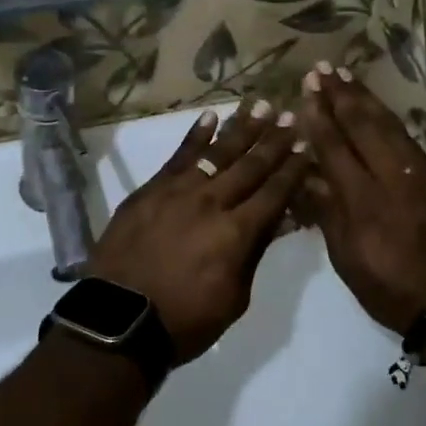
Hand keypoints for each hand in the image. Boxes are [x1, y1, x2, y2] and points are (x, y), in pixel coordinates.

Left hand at [89, 102, 308, 364]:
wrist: (119, 318)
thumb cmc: (184, 320)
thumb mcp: (234, 298)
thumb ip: (253, 253)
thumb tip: (276, 220)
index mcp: (236, 233)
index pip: (273, 192)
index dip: (293, 168)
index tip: (307, 144)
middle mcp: (211, 202)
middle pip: (249, 166)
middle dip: (273, 140)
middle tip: (289, 114)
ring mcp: (178, 191)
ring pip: (216, 152)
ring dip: (241, 128)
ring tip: (258, 105)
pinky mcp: (151, 189)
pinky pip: (178, 156)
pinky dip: (195, 136)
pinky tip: (210, 117)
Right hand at [295, 66, 425, 334]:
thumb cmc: (390, 288)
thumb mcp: (346, 258)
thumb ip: (326, 211)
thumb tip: (306, 173)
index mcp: (363, 200)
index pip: (335, 147)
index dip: (319, 117)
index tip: (307, 90)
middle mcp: (392, 178)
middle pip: (362, 126)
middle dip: (340, 95)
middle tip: (322, 69)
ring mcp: (420, 175)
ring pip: (389, 126)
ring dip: (365, 98)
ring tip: (346, 76)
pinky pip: (408, 139)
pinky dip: (388, 118)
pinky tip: (377, 108)